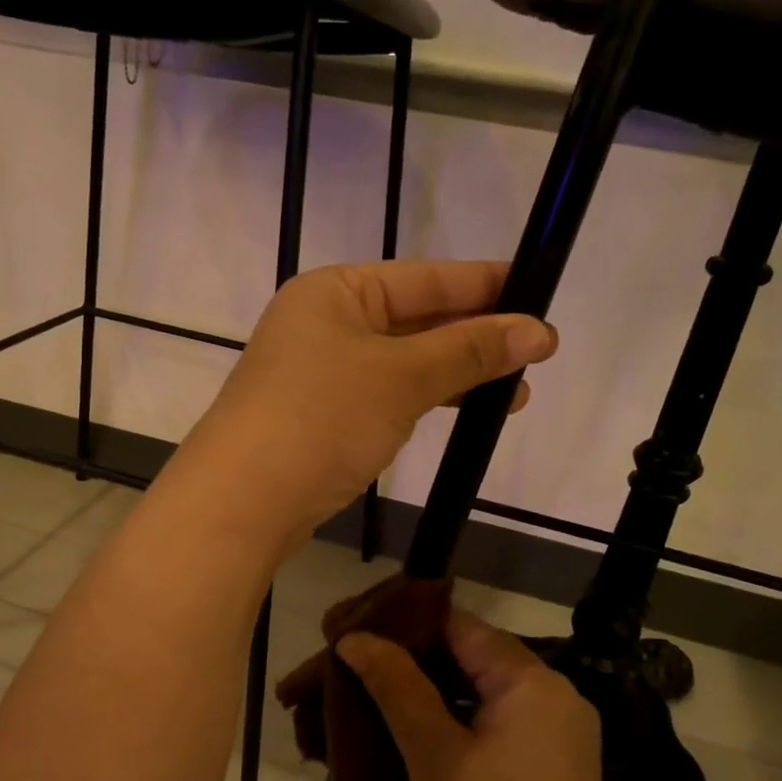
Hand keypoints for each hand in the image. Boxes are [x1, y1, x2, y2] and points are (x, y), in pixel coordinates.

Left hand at [183, 260, 556, 541]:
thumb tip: (539, 331)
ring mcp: (320, 371)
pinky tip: (461, 410)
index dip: (485, 284)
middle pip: (415, 319)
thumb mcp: (401, 377)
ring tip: (514, 393)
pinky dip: (425, 399)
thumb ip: (469, 351)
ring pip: (404, 362)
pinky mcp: (321, 415)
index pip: (425, 277)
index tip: (540, 291)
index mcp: (335, 291)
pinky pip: (386, 394)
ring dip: (456, 374)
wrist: (241, 502)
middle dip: (476, 336)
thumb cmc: (320, 418)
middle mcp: (324, 322)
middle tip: (539, 352)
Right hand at [336, 612, 612, 780]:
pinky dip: (469, 715)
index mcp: (534, 682)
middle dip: (422, 658)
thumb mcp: (432, 754)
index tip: (362, 634)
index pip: (463, 627)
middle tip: (366, 666)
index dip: (409, 625)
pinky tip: (430, 728)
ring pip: (492, 686)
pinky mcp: (561, 761)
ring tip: (388, 693)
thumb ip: (396, 685)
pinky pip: (507, 716)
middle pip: (479, 654)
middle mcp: (560, 693)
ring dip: (443, 688)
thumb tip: (354, 636)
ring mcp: (566, 729)